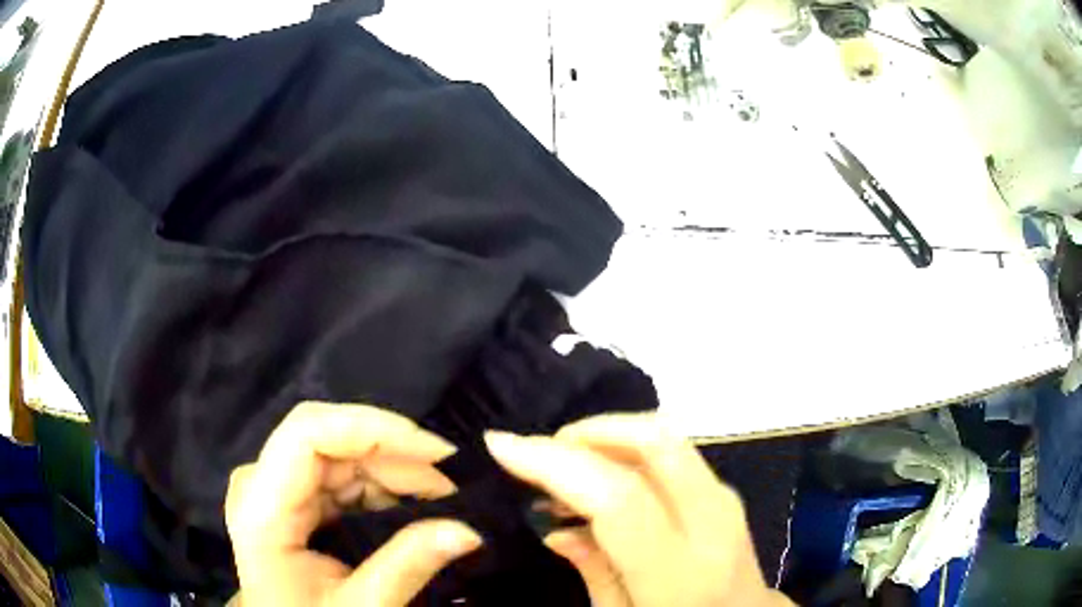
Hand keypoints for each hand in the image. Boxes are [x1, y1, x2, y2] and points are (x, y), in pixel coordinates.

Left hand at [225, 402, 480, 605]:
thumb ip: (408, 567)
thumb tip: (469, 531)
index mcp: (261, 507)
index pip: (308, 433)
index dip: (373, 428)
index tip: (436, 453)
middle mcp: (260, 482)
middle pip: (328, 440)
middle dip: (395, 455)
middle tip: (452, 485)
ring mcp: (273, 486)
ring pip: (339, 453)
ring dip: (393, 470)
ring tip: (440, 498)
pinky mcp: (289, 496)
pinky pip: (338, 474)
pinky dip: (380, 486)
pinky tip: (411, 505)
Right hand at [485, 413, 794, 606]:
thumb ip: (593, 572)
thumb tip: (553, 526)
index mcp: (682, 574)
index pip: (620, 497)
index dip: (557, 463)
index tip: (502, 445)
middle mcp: (712, 523)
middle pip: (656, 439)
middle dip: (589, 430)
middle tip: (541, 451)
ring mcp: (725, 499)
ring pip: (665, 436)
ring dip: (606, 437)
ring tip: (563, 467)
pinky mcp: (723, 490)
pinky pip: (672, 452)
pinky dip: (628, 449)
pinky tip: (600, 476)